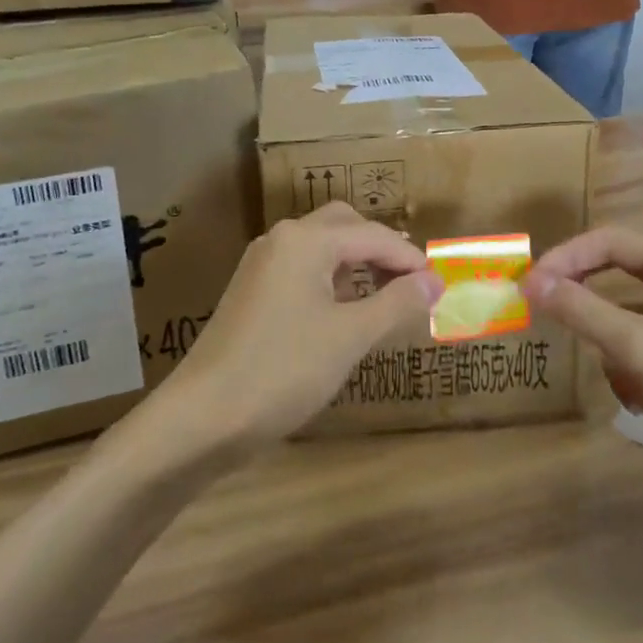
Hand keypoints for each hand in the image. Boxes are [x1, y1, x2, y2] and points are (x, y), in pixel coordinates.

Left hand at [146, 203, 442, 453]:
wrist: (202, 417)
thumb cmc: (284, 369)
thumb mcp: (350, 337)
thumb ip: (397, 303)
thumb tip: (433, 281)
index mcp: (305, 240)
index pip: (372, 235)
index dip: (410, 259)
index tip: (440, 285)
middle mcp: (281, 240)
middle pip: (343, 226)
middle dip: (380, 249)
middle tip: (410, 282)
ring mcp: (261, 266)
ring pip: (320, 248)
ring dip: (355, 264)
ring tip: (385, 299)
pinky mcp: (251, 293)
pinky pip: (302, 271)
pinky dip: (330, 281)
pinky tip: (343, 314)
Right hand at [524, 228, 642, 507]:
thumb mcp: (635, 347)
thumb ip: (581, 309)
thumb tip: (532, 282)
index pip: (608, 240)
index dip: (565, 258)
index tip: (531, 285)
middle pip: (618, 273)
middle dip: (587, 302)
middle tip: (548, 315)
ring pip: (629, 314)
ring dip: (612, 345)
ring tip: (618, 380)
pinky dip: (633, 366)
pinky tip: (639, 401)